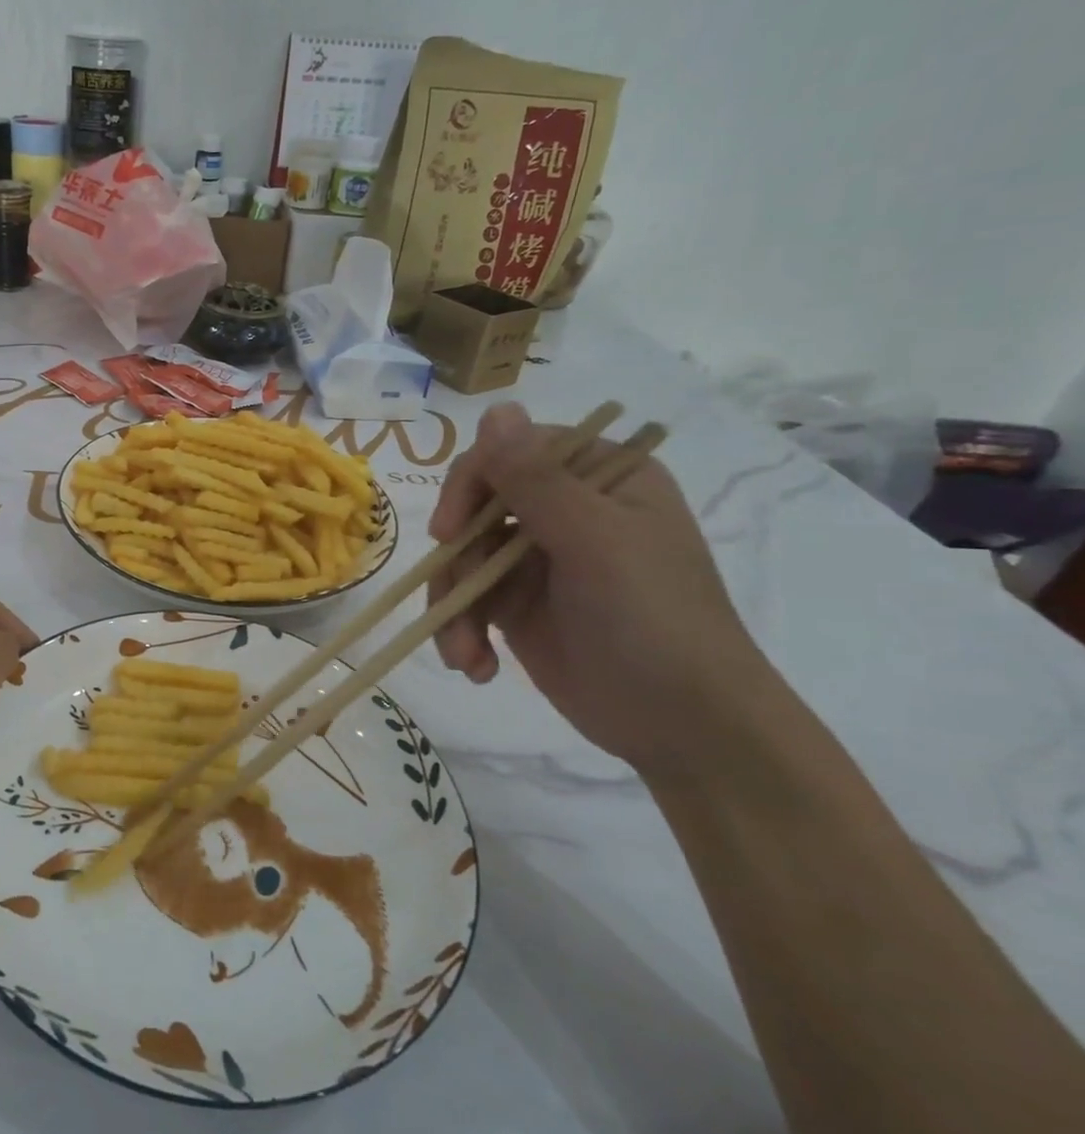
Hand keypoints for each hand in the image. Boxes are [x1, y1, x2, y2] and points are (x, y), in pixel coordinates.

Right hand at [428, 403, 777, 776]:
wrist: (684, 727)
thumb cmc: (652, 620)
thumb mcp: (594, 543)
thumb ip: (537, 479)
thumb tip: (494, 406)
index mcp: (600, 478)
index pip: (510, 454)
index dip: (469, 486)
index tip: (449, 533)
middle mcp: (566, 510)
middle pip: (475, 509)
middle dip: (457, 561)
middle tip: (452, 599)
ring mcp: (537, 560)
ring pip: (461, 559)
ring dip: (453, 607)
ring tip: (465, 655)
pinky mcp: (517, 605)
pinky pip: (466, 599)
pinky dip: (461, 631)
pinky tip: (475, 666)